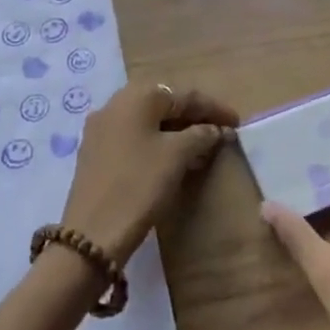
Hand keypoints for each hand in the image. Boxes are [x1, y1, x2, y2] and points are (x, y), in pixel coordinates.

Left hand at [61, 82, 238, 263]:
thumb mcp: (176, 156)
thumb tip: (216, 129)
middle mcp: (115, 103)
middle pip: (164, 103)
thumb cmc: (139, 185)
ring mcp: (102, 128)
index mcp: (137, 96)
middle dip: (194, 117)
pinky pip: (134, 137)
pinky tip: (173, 159)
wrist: (92, 235)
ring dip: (176, 131)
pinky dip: (157, 142)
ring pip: (148, 121)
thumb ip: (201, 135)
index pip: (184, 95)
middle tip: (219, 132)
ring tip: (202, 147)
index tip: (237, 123)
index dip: (214, 108)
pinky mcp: (95, 151)